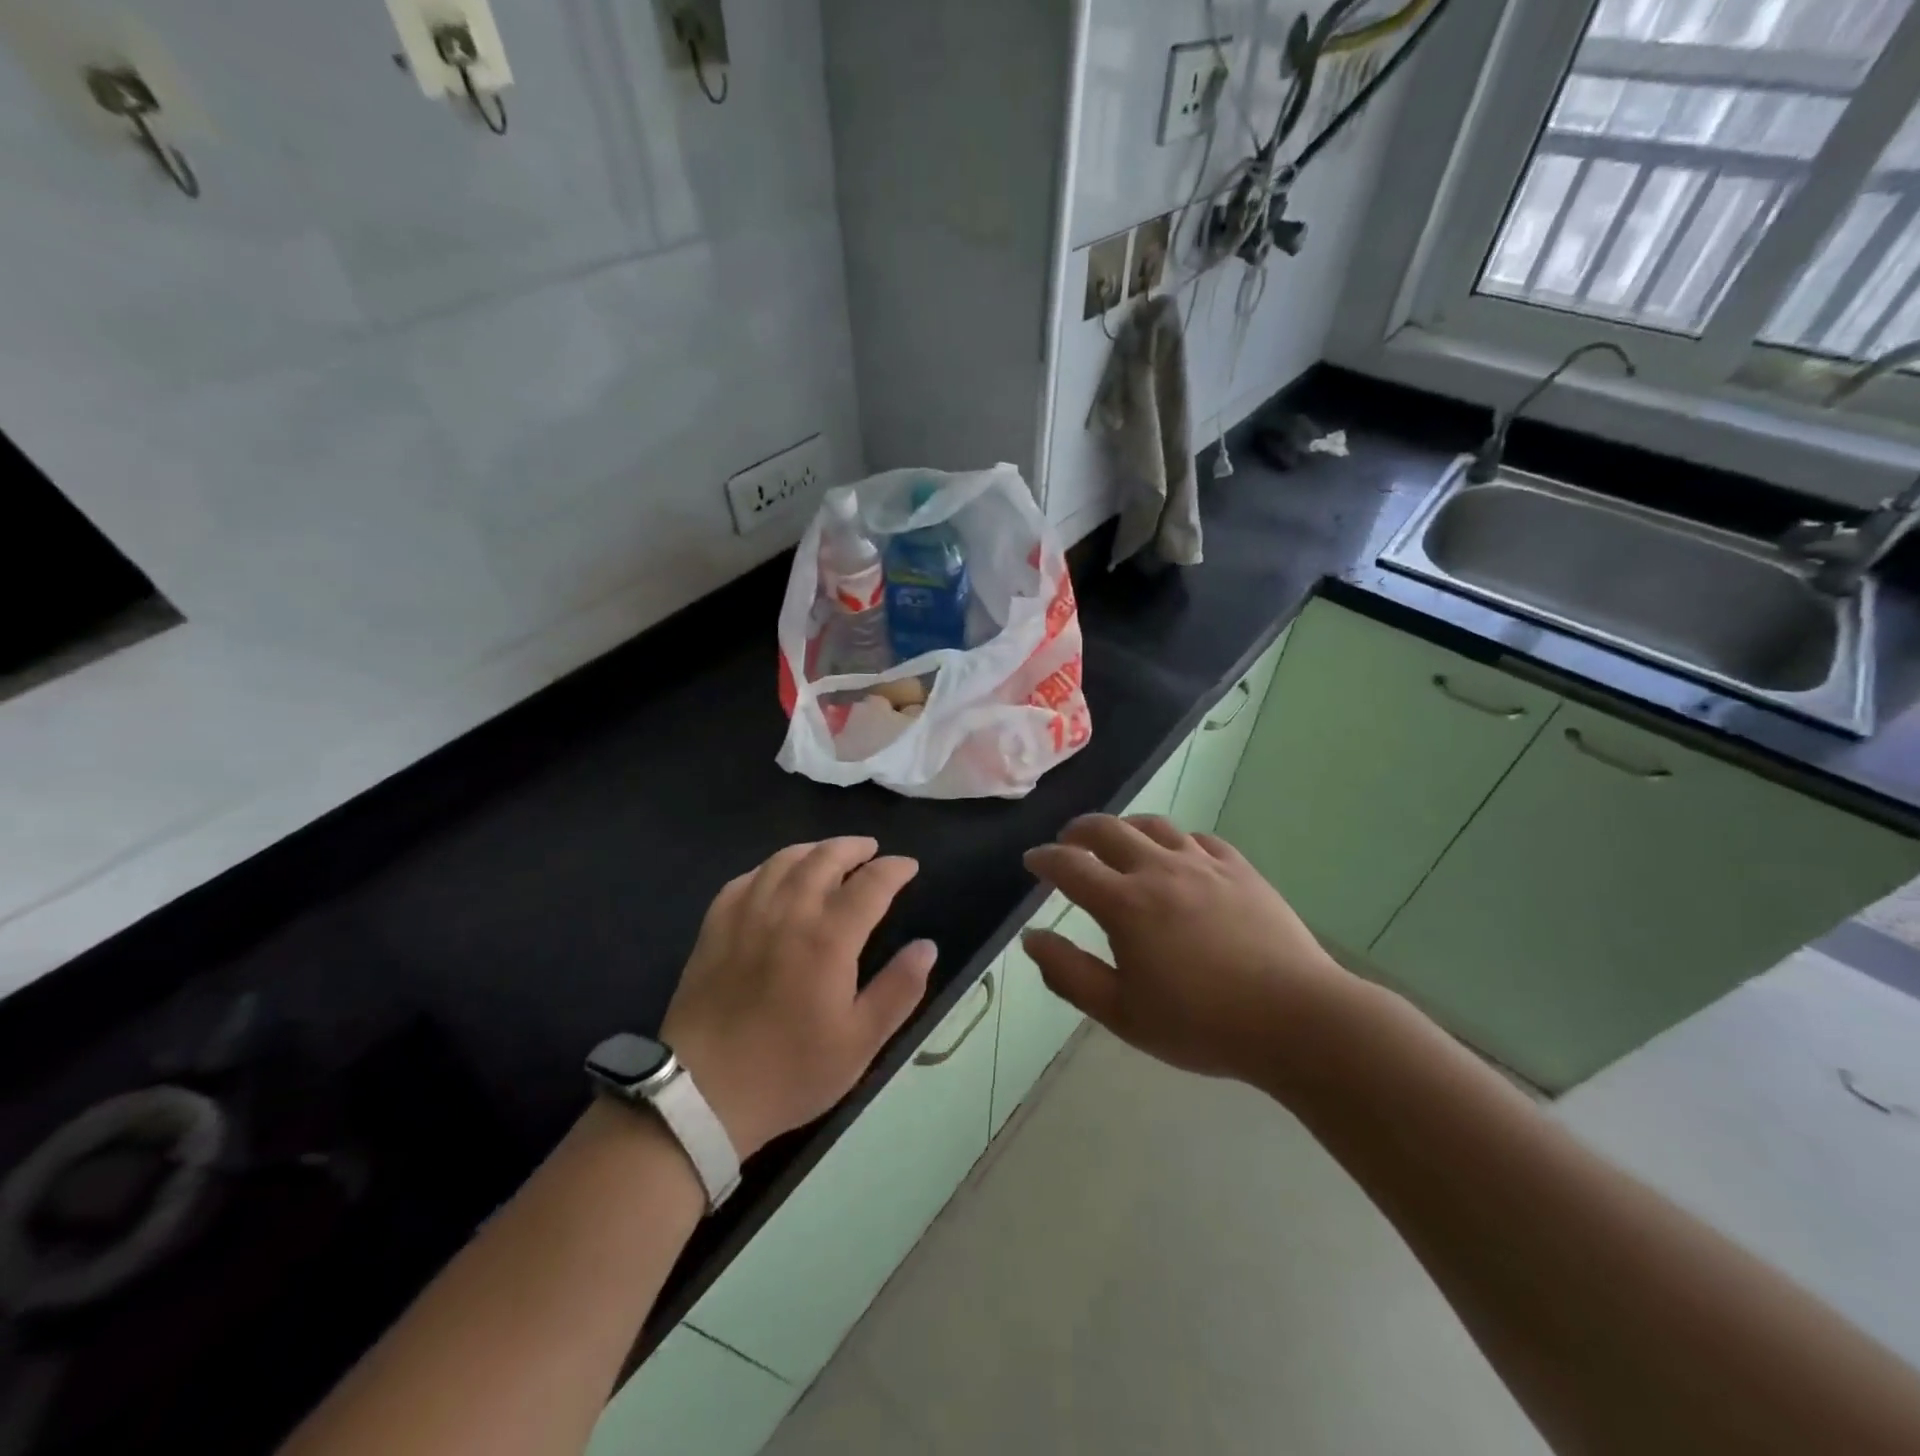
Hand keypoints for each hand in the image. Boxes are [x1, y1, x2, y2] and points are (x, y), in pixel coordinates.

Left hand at [662, 838, 935, 1157]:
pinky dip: (768, 869)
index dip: (894, 869)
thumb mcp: (860, 1042)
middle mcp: (789, 913)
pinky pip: (744, 880)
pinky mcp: (714, 928)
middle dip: (853, 848)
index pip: (870, 884)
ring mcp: (746, 916)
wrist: (702, 1093)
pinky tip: (774, 878)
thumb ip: (899, 989)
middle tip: (870, 850)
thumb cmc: (790, 1070)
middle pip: (824, 858)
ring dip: (813, 850)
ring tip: (828, 854)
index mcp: (829, 938)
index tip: (909, 866)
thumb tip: (927, 947)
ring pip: (782, 861)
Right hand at [1022, 815, 1351, 1087]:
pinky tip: (1178, 856)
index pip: (1070, 865)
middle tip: (1068, 843)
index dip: (1044, 859)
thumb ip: (1069, 973)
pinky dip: (1175, 840)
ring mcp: (1204, 865)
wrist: (1295, 1019)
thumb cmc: (1201, 1024)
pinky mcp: (1240, 870)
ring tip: (1118, 841)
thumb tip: (1031, 937)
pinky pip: (1199, 839)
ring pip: (1154, 825)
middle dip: (1078, 831)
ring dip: (1126, 827)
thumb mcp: (1121, 1013)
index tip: (1032, 861)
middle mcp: (1160, 869)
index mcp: (1125, 903)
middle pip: (1108, 829)